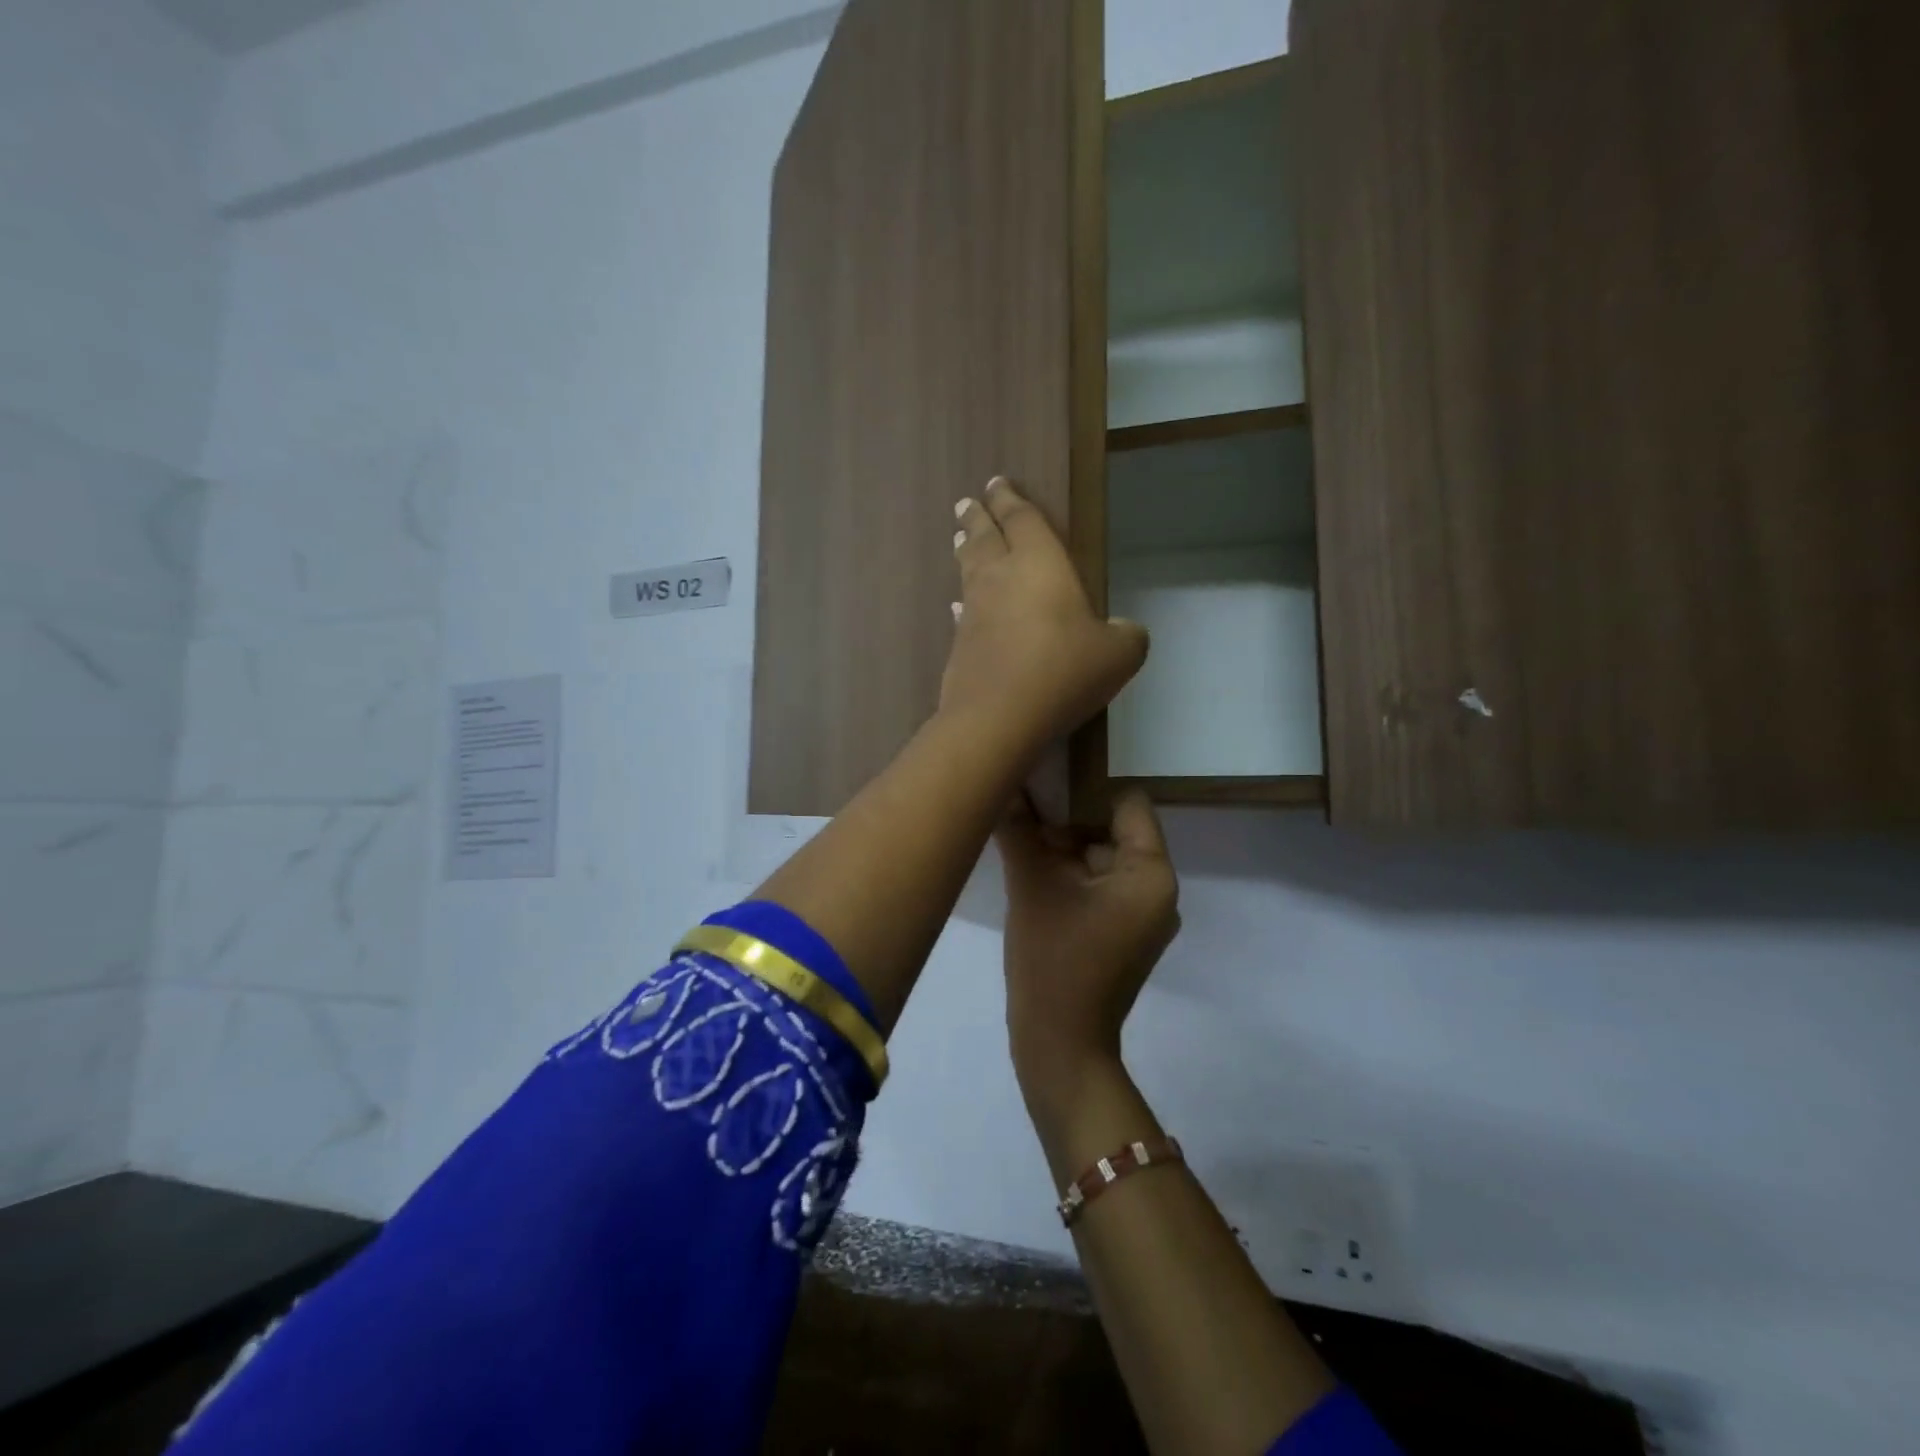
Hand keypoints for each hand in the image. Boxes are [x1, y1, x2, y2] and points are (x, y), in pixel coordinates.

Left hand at [941, 477, 1147, 753]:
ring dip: (966, 551)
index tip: (998, 483)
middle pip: (985, 536)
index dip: (1011, 499)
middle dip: (979, 517)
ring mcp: (974, 611)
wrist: (998, 717)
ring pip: (968, 570)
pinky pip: (961, 611)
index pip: (1022, 519)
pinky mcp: (958, 644)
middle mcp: (999, 577)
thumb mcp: (1118, 654)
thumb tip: (1125, 631)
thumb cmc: (1063, 671)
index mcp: (1039, 564)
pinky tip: (958, 607)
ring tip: (961, 539)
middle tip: (969, 503)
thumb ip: (1127, 636)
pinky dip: (962, 603)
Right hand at [997, 788, 1179, 1102]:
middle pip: (1112, 831)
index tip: (1044, 786)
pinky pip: (1099, 888)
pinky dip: (1069, 879)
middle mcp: (1158, 891)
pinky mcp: (1124, 936)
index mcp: (1151, 873)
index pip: (1127, 802)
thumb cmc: (1054, 960)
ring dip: (1063, 852)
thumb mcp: (1031, 885)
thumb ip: (1019, 829)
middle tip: (1022, 818)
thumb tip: (1003, 785)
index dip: (1086, 788)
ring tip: (1020, 846)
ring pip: (1101, 860)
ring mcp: (1142, 916)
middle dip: (1066, 823)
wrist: (1060, 1047)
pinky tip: (1031, 878)